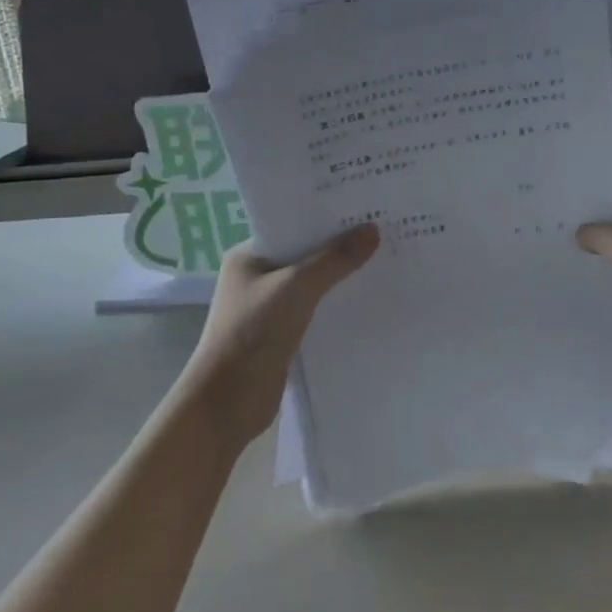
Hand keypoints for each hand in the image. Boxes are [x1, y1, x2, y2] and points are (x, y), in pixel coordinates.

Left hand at [179, 224, 379, 453]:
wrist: (227, 403)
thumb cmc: (253, 333)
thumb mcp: (297, 288)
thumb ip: (335, 259)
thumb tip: (373, 230)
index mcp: (249, 255)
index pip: (293, 225)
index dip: (326, 217)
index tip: (364, 207)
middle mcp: (258, 277)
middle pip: (306, 254)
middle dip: (339, 246)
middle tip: (383, 230)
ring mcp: (269, 307)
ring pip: (313, 283)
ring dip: (341, 277)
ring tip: (384, 259)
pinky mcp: (283, 334)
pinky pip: (316, 310)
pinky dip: (337, 305)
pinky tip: (368, 298)